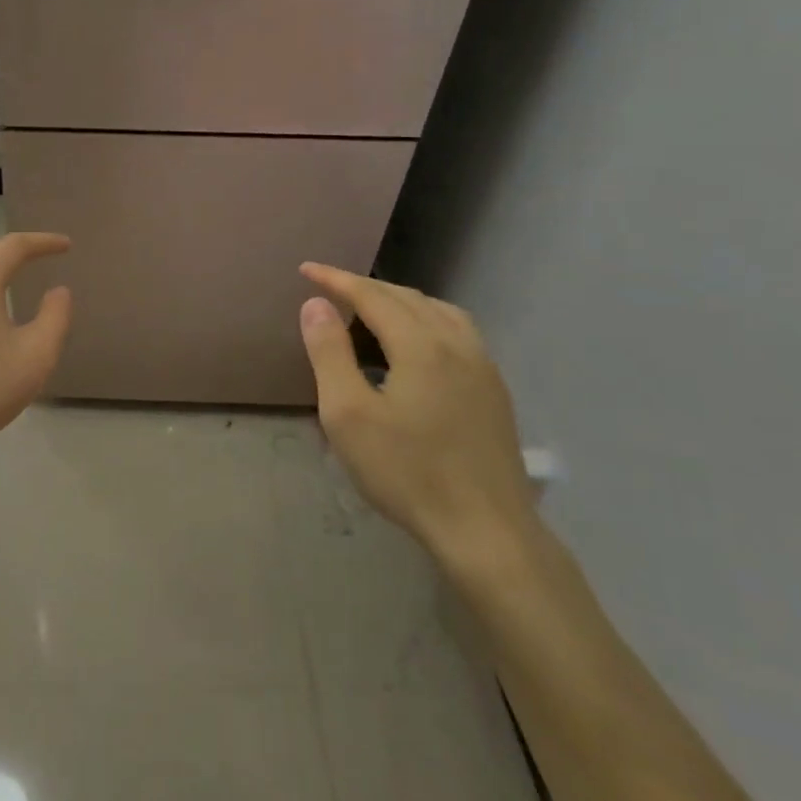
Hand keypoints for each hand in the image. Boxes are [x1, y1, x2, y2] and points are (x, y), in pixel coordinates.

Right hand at [298, 263, 538, 575]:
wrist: (486, 530)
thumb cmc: (407, 472)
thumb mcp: (348, 414)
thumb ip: (329, 353)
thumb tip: (315, 304)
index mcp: (420, 344)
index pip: (371, 295)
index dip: (336, 279)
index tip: (305, 270)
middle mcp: (456, 343)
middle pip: (406, 297)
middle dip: (365, 287)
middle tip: (329, 289)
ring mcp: (482, 366)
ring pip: (437, 311)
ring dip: (399, 300)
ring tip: (370, 309)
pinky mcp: (494, 390)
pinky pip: (456, 331)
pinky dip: (425, 319)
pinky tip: (416, 343)